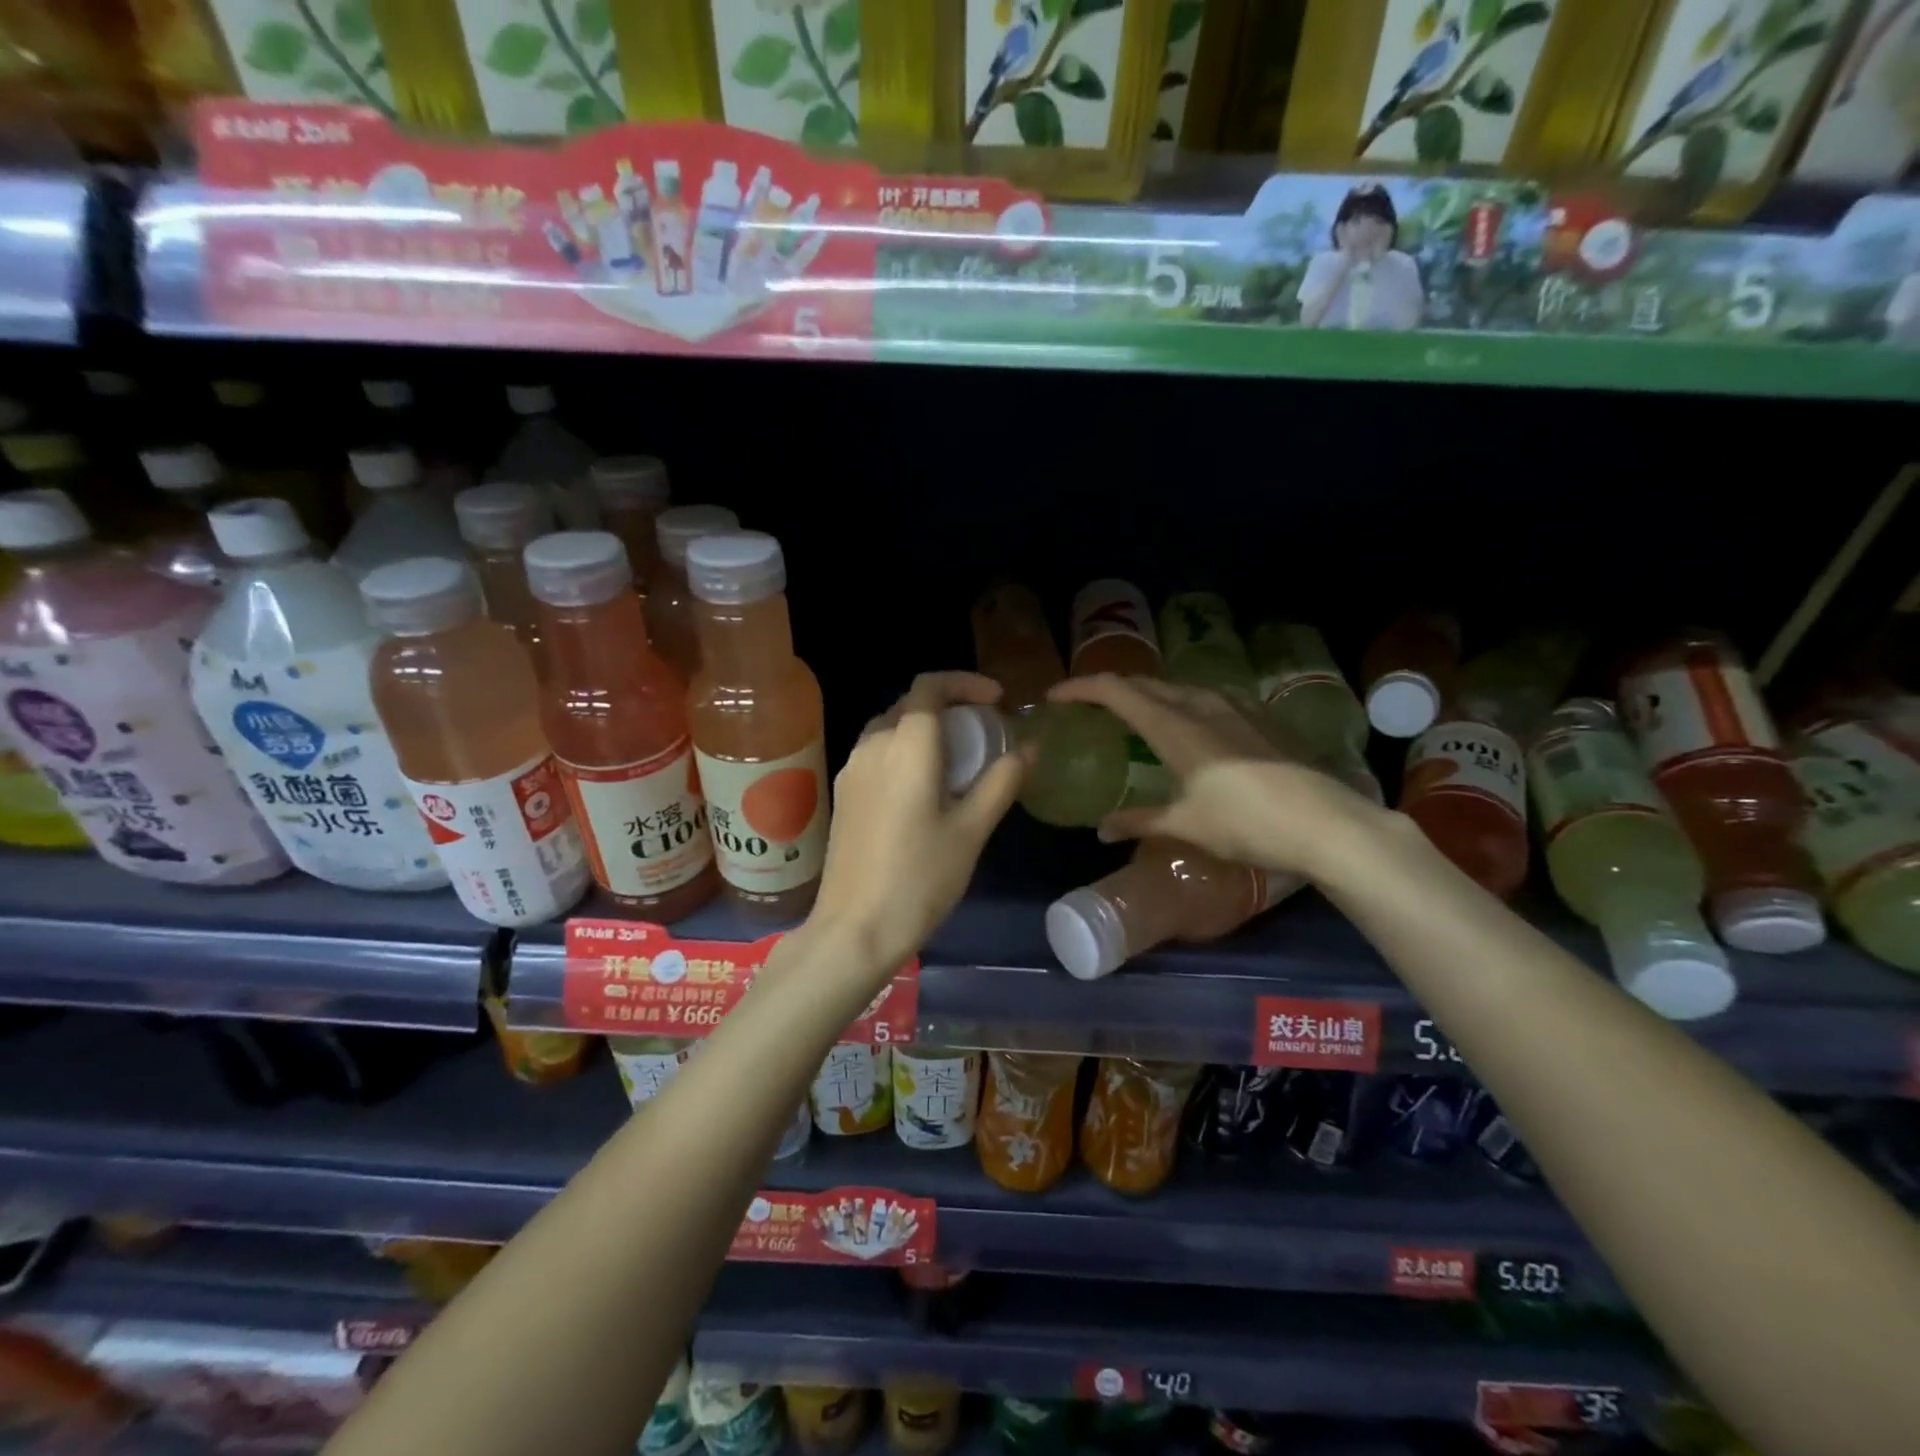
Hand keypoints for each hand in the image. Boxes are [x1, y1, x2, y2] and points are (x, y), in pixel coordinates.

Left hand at [809, 672, 1025, 973]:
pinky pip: (877, 754)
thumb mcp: (972, 830)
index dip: (965, 683)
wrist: (854, 930)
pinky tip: (925, 788)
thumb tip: (1028, 747)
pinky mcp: (844, 795)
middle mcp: (872, 746)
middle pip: (910, 705)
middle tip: (984, 732)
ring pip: (890, 729)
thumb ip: (1002, 781)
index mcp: (905, 745)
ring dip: (925, 731)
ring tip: (958, 761)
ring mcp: (851, 770)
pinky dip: (905, 752)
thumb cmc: (920, 878)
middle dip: (949, 707)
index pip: (930, 686)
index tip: (997, 701)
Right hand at [1047, 674, 1387, 880]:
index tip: (1055, 697)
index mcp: (1175, 727)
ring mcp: (1236, 708)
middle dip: (1112, 689)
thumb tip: (1102, 831)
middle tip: (1090, 706)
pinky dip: (1183, 703)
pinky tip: (1192, 725)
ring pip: (1180, 688)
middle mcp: (1202, 706)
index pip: (1117, 691)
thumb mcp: (1186, 826)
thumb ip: (1140, 822)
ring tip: (1136, 714)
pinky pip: (1208, 698)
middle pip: (1147, 684)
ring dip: (1150, 694)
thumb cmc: (1246, 824)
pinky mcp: (1260, 719)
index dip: (1081, 688)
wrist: (1325, 823)